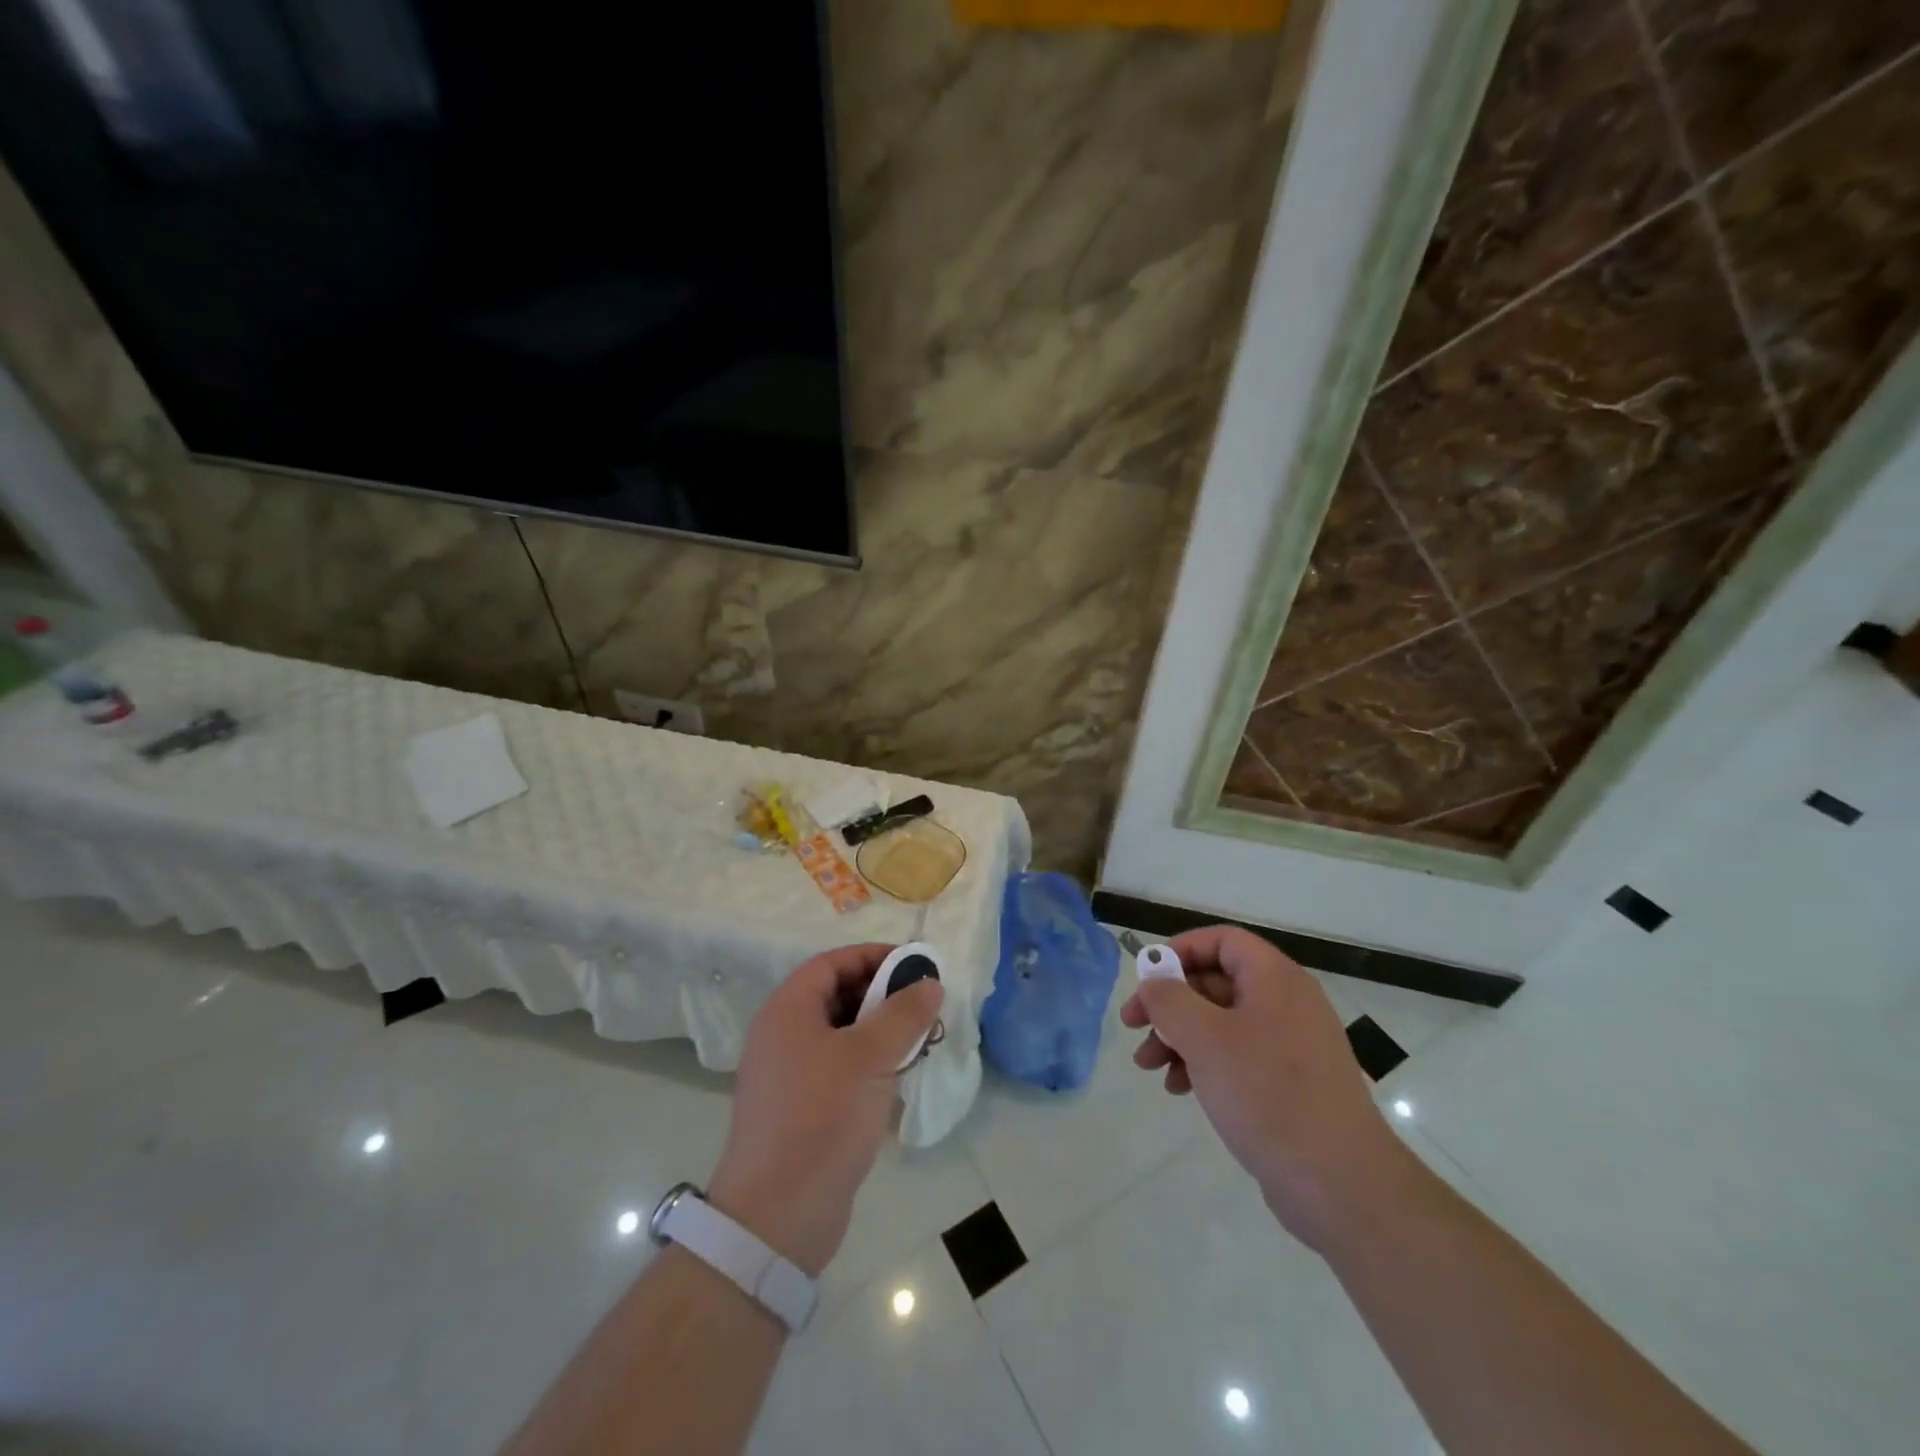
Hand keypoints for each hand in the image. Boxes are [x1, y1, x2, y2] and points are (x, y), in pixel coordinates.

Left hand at [707, 944, 941, 1274]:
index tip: (914, 965)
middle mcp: (782, 1036)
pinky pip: (838, 1070)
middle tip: (923, 1005)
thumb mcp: (871, 1057)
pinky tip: (898, 1080)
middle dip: (882, 996)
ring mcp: (788, 1076)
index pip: (831, 963)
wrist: (777, 1217)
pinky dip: (869, 1066)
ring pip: (841, 1036)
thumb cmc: (822, 1118)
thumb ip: (904, 1014)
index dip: (872, 957)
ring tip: (919, 1042)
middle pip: (836, 996)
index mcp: (787, 1011)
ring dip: (880, 1033)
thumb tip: (930, 983)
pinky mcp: (800, 1111)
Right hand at [1120, 926, 1410, 1250]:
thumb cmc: (1267, 1094)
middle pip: (1216, 981)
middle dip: (1170, 1003)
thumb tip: (1153, 981)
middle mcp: (1287, 1003)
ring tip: (1147, 1066)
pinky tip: (1179, 1088)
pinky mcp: (1290, 1085)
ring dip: (1179, 1037)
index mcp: (1275, 979)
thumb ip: (1169, 1000)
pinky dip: (1204, 1064)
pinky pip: (1237, 1057)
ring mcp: (1291, 1046)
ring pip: (1221, 1023)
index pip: (1222, 940)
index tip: (1146, 976)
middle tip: (1133, 1025)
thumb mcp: (1204, 1038)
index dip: (1180, 949)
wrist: (1340, 1184)